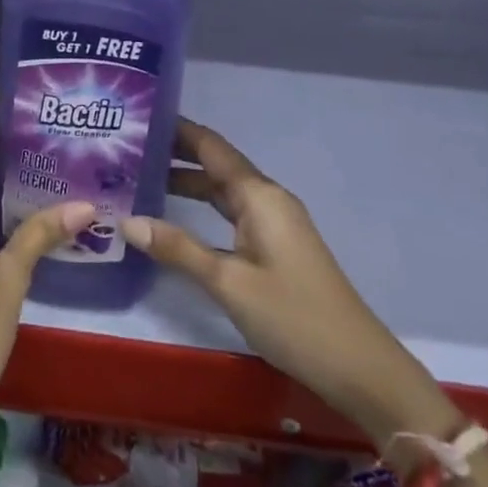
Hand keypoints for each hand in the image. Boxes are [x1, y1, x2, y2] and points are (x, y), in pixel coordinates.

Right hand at [124, 117, 458, 447]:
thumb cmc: (293, 317)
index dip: (176, 129)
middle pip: (216, 164)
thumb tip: (127, 220)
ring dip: (187, 181)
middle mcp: (268, 199)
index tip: (138, 118)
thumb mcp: (228, 283)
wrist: (360, 368)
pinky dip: (203, 207)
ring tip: (141, 178)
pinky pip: (233, 212)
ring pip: (224, 189)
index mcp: (259, 195)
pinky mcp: (277, 246)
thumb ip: (178, 249)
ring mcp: (275, 223)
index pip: (211, 146)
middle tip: (127, 149)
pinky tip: (178, 216)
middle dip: (175, 154)